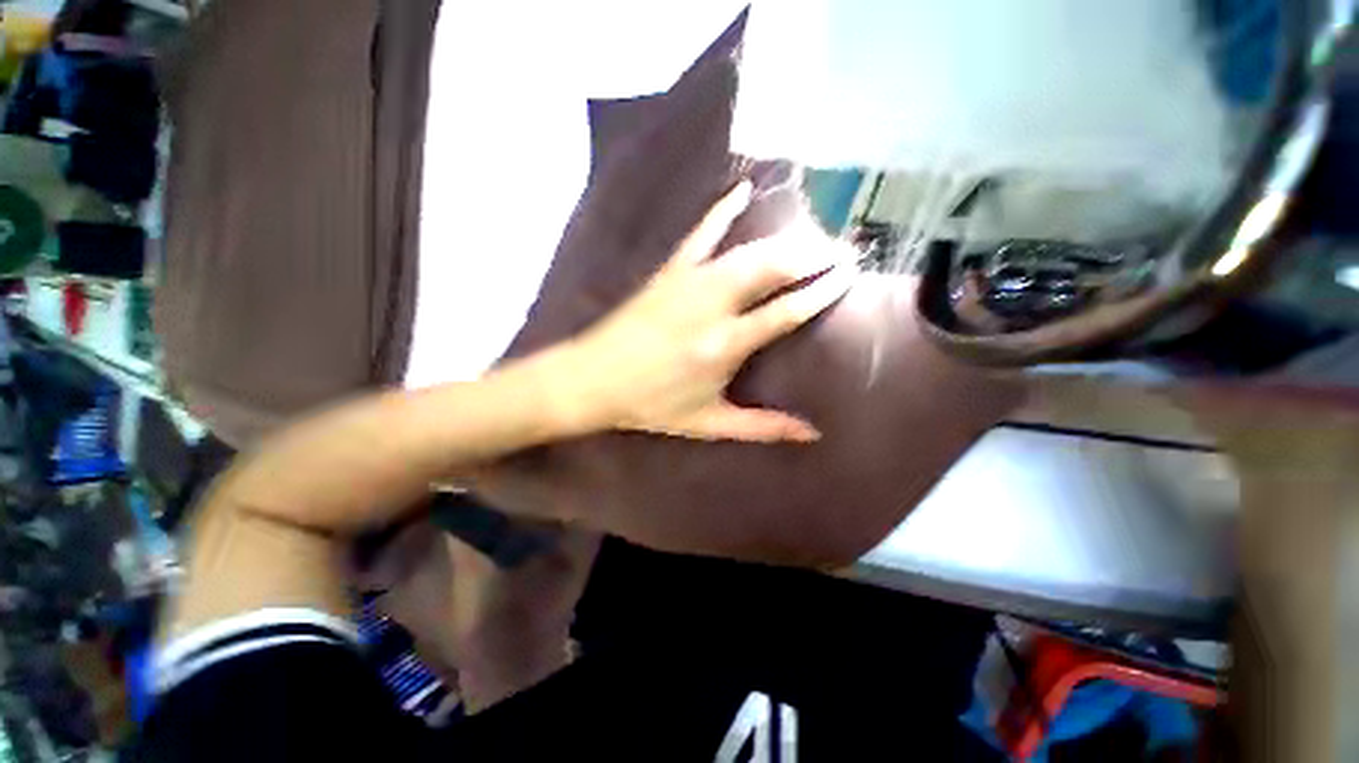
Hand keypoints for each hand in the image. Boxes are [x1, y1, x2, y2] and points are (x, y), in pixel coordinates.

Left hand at [564, 182, 856, 442]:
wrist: (593, 379)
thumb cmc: (651, 405)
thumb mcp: (709, 423)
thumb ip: (762, 426)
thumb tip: (812, 433)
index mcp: (724, 345)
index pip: (786, 311)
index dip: (821, 291)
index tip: (848, 276)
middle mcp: (713, 306)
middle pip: (772, 269)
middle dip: (812, 256)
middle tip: (841, 251)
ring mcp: (689, 282)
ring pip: (746, 250)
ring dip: (783, 239)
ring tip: (812, 236)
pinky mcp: (669, 271)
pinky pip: (701, 233)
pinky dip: (723, 209)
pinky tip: (743, 189)